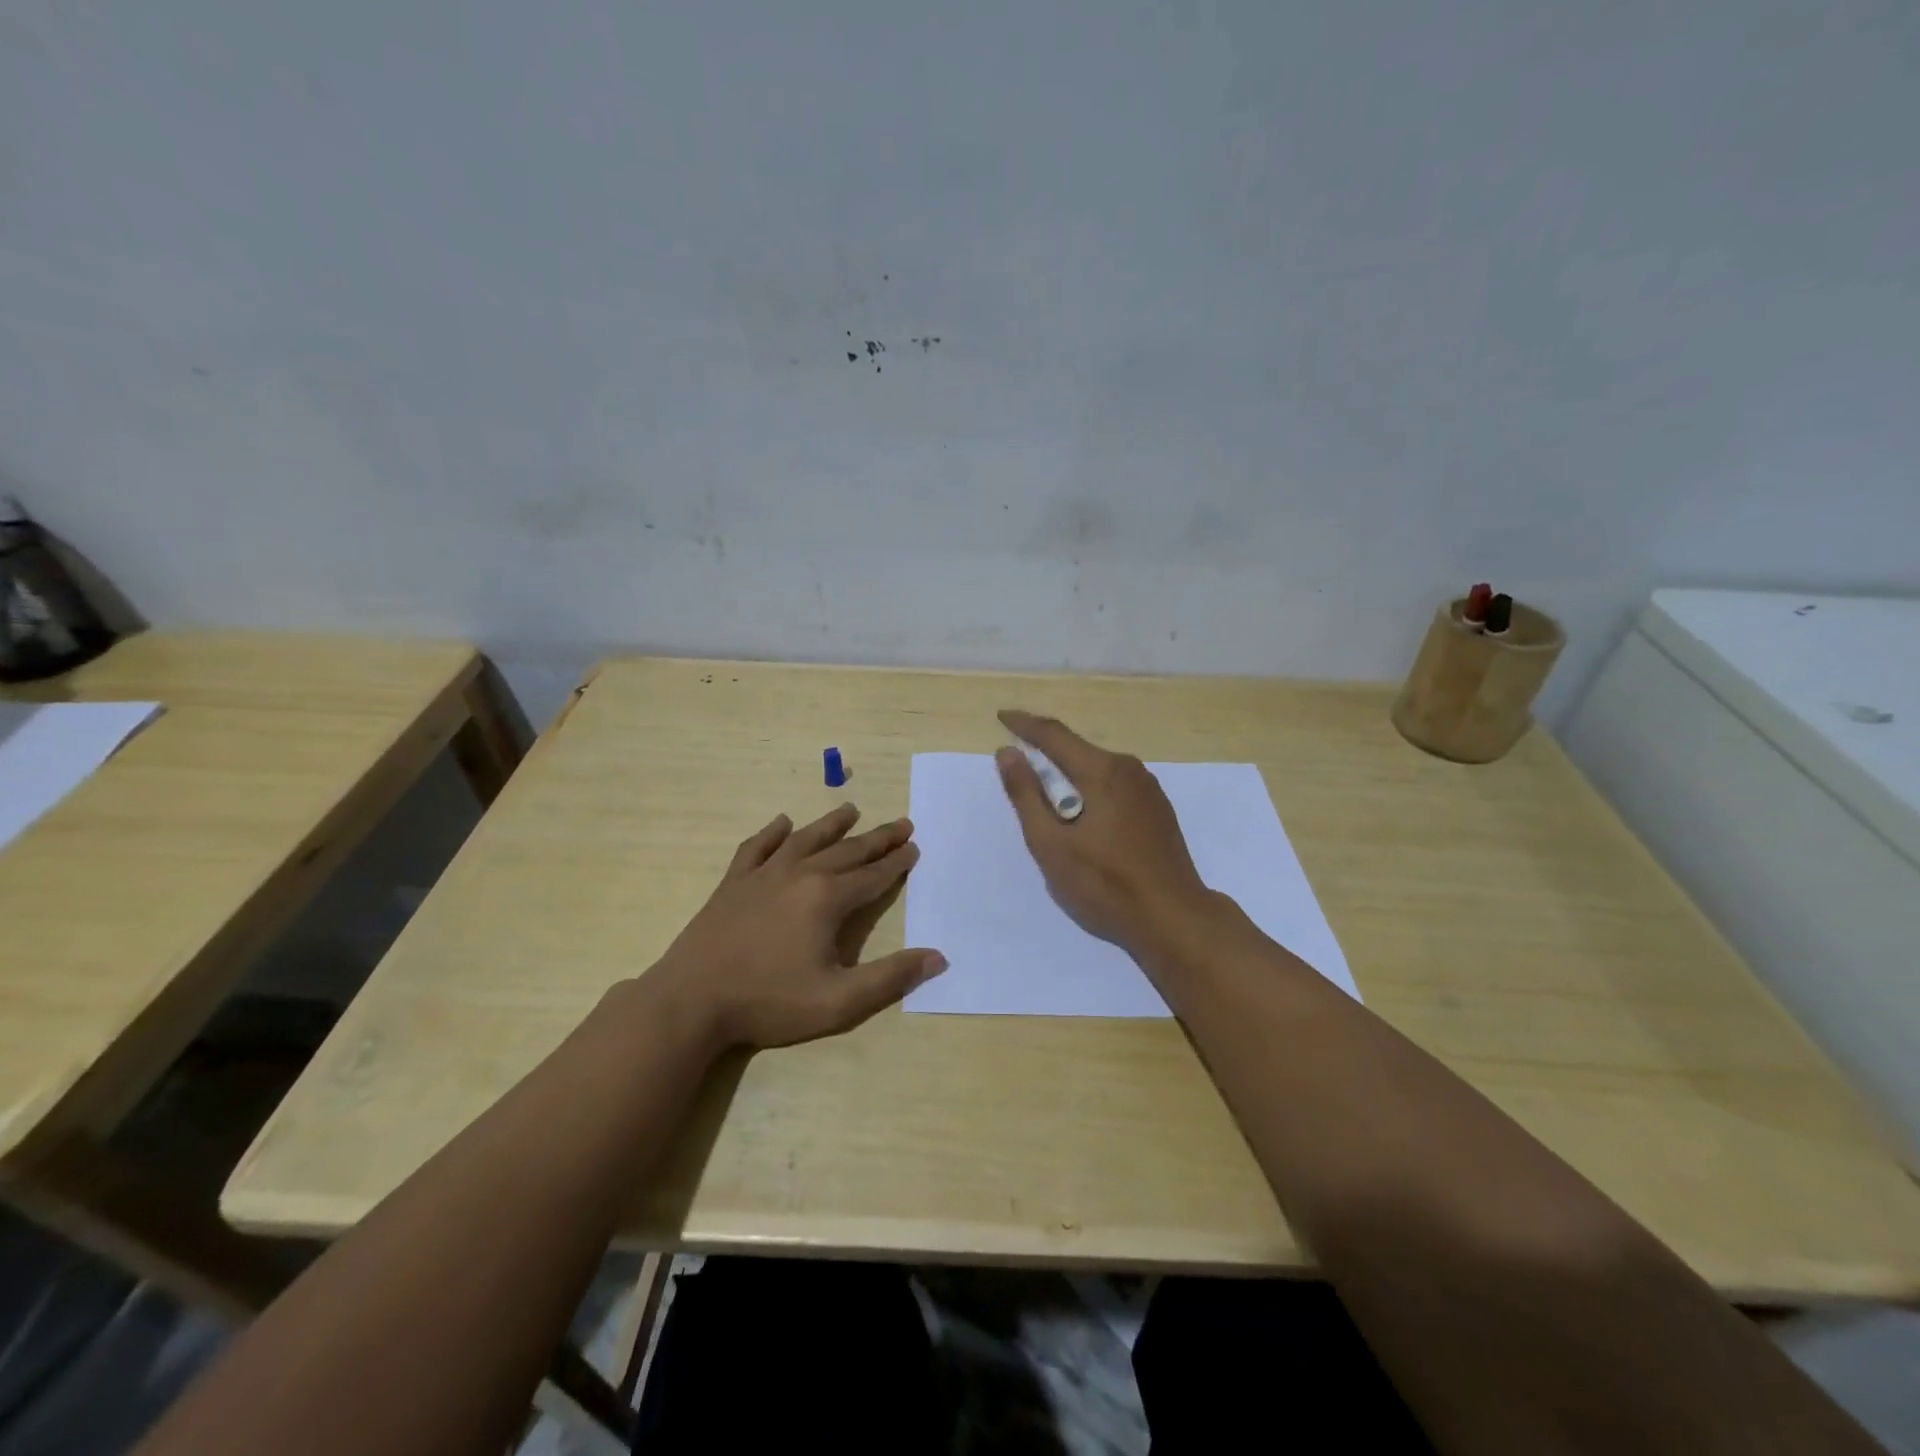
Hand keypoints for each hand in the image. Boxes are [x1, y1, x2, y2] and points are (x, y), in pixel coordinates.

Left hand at [649, 804, 945, 1051]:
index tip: (914, 847)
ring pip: (806, 839)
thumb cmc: (768, 1002)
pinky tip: (782, 823)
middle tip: (901, 824)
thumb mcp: (839, 1002)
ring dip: (831, 824)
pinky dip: (772, 833)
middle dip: (877, 838)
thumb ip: (890, 978)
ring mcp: (763, 875)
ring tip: (851, 809)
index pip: (872, 876)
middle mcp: (799, 875)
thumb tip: (937, 957)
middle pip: (847, 850)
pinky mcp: (733, 883)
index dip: (896, 863)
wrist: (691, 1001)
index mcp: (827, 899)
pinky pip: (757, 847)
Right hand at [995, 710, 1214, 956]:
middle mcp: (1128, 769)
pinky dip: (1090, 788)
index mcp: (1102, 771)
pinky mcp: (1158, 809)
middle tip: (1018, 763)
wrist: (1174, 918)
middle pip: (1078, 749)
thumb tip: (1008, 752)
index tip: (1002, 717)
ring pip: (1098, 768)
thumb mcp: (1051, 843)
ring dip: (1069, 773)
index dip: (1024, 724)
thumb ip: (1026, 795)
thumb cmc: (1105, 884)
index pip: (1054, 734)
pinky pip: (1115, 785)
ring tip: (1046, 795)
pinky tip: (1083, 816)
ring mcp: (1148, 789)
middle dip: (1046, 751)